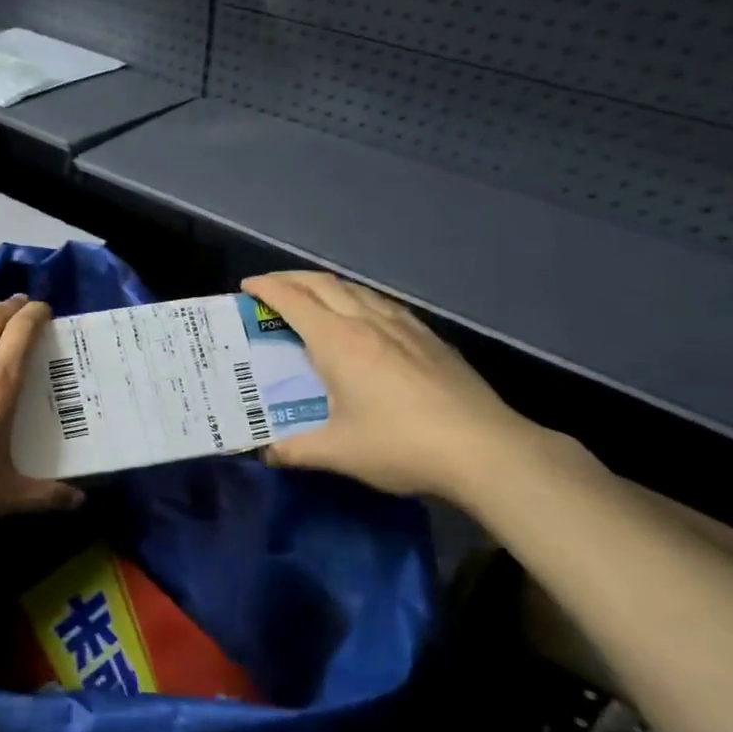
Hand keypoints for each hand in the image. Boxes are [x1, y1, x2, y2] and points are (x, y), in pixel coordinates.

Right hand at [243, 272, 545, 504]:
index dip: (266, 288)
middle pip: (323, 284)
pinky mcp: (430, 338)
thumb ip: (295, 449)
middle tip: (270, 287)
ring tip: (311, 298)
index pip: (293, 301)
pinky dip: (358, 299)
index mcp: (338, 342)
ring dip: (326, 285)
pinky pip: (383, 304)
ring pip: (356, 289)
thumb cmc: (401, 445)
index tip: (247, 286)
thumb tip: (264, 453)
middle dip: (291, 278)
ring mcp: (404, 326)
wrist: (485, 450)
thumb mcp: (338, 452)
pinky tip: (364, 317)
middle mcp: (368, 322)